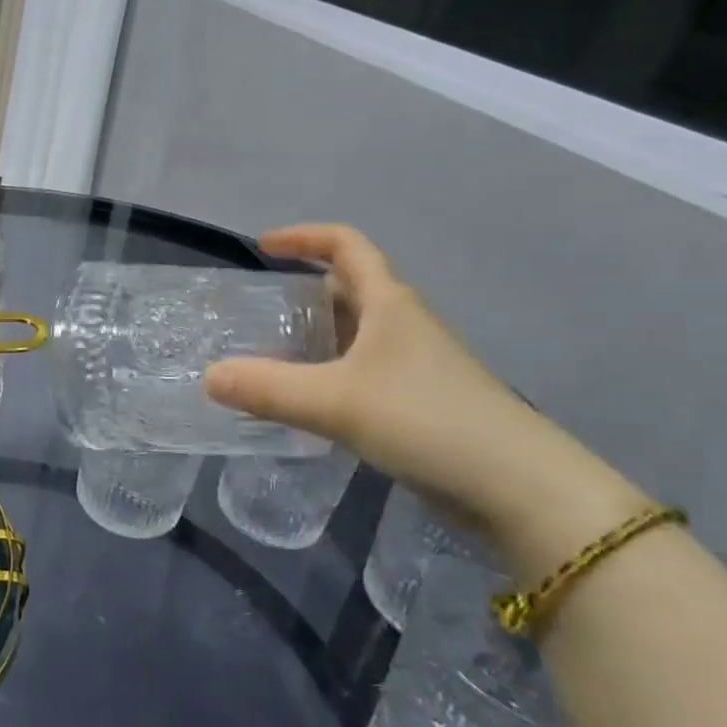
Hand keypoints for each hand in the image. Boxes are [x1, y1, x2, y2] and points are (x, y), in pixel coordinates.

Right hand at [205, 224, 640, 544]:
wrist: (517, 489)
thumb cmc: (426, 420)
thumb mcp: (336, 402)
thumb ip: (268, 388)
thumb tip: (208, 377)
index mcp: (389, 302)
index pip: (347, 244)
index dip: (304, 237)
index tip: (263, 248)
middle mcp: (404, 324)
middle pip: (351, 286)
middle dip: (305, 288)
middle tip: (261, 309)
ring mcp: (416, 364)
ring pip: (358, 332)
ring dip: (318, 334)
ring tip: (273, 353)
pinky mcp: (420, 402)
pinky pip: (364, 370)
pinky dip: (332, 372)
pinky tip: (309, 401)